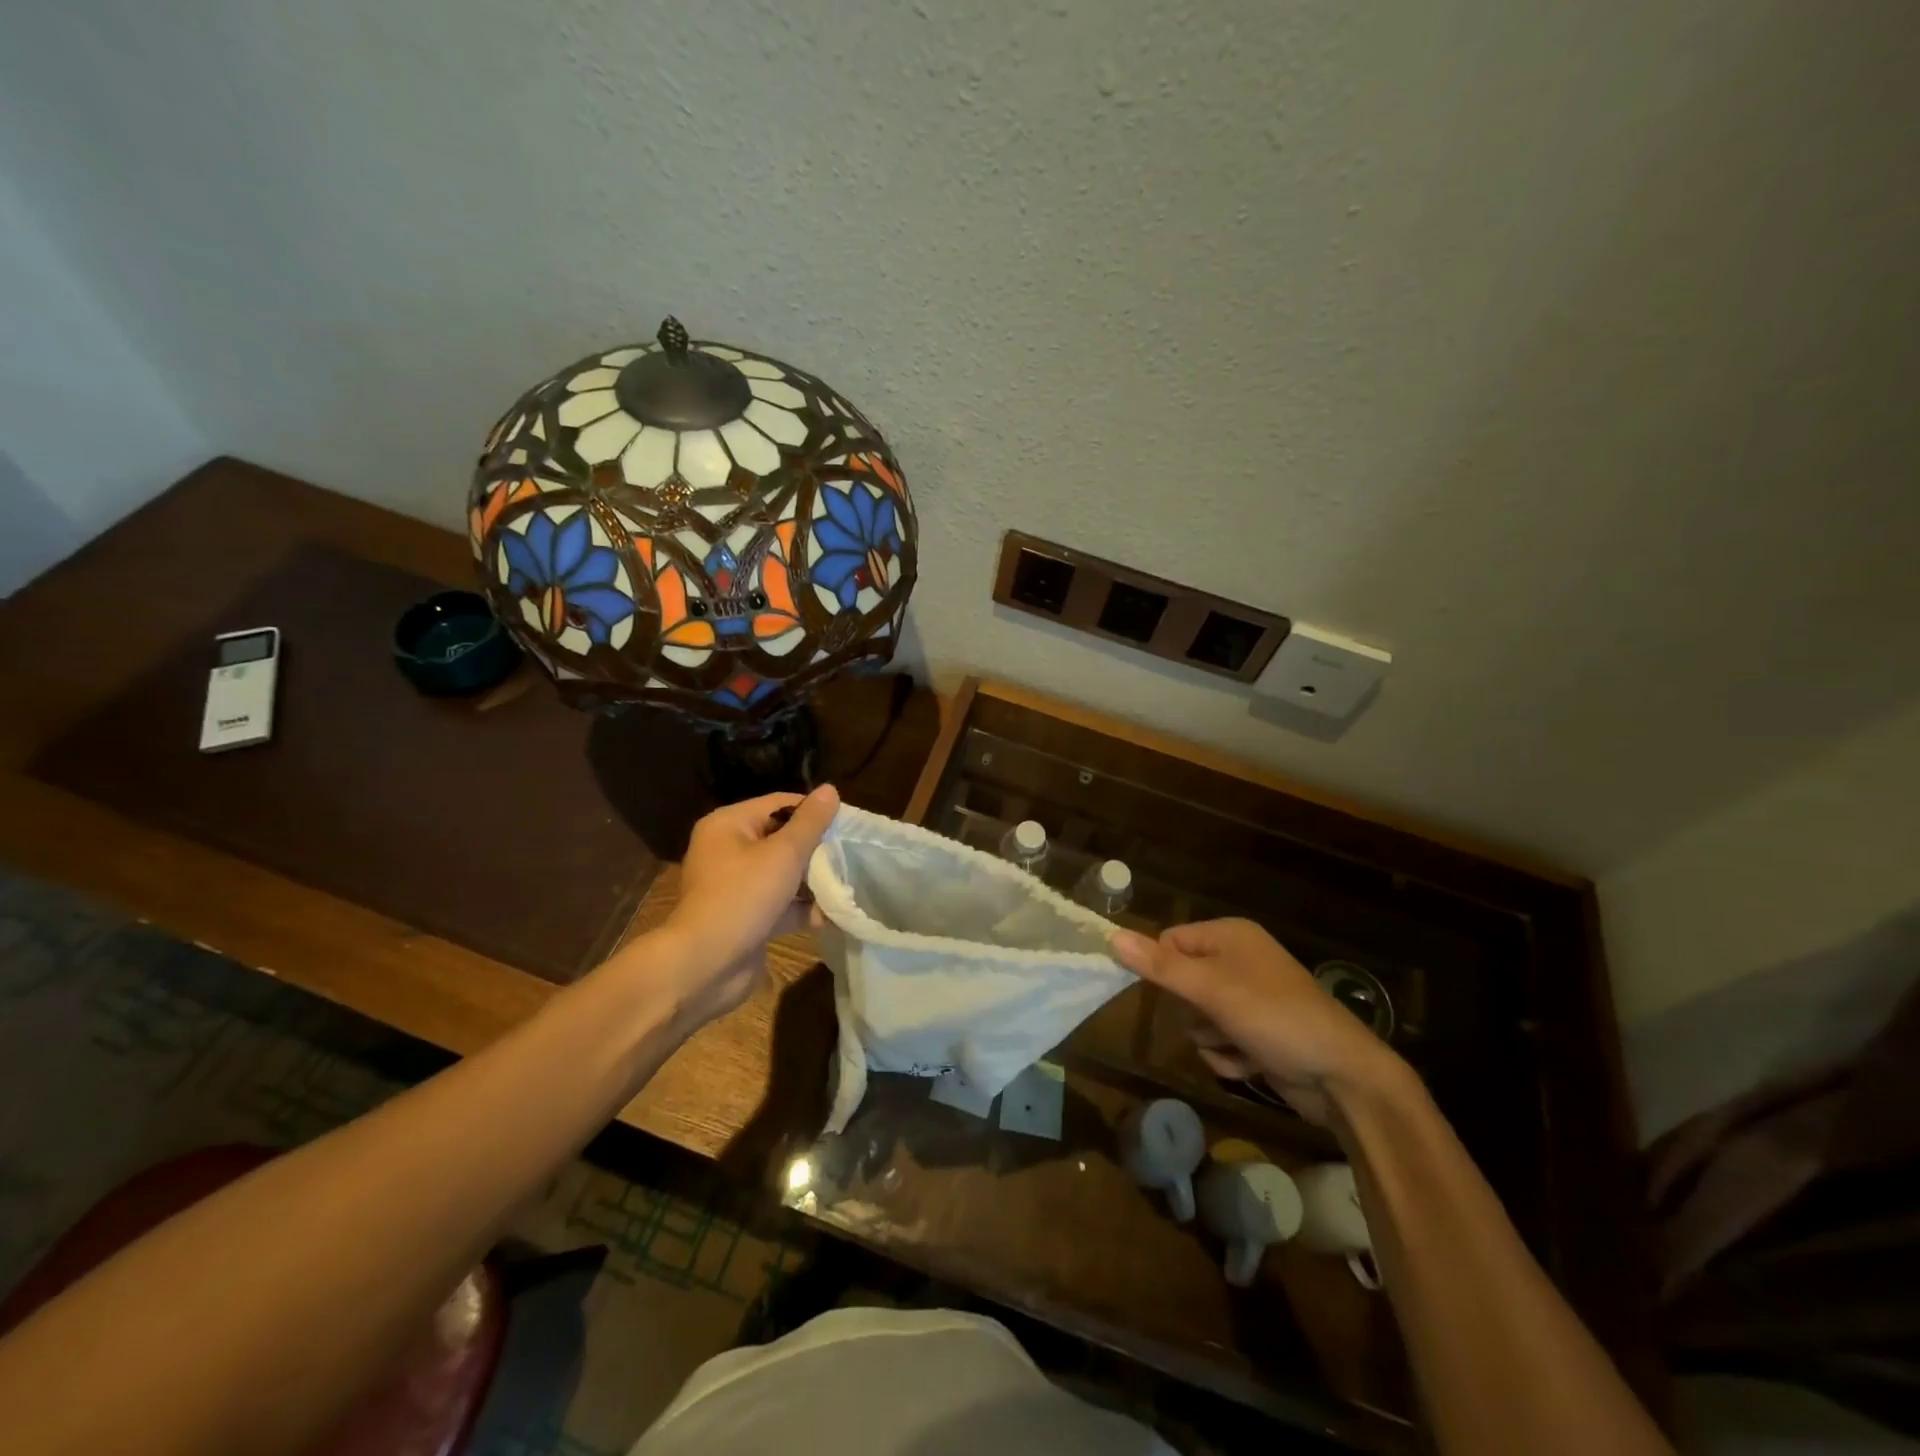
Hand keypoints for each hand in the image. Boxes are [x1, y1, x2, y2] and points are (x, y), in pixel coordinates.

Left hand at [648, 785, 839, 1028]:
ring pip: (783, 873)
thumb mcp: (783, 854)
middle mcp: (728, 850)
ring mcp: (736, 886)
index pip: (779, 803)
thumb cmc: (743, 896)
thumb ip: (810, 823)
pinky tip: (834, 915)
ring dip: (813, 880)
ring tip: (849, 883)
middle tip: (852, 854)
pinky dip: (803, 908)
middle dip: (817, 848)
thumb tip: (830, 789)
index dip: (814, 810)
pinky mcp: (746, 917)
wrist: (705, 966)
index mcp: (729, 825)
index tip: (848, 823)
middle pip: (782, 838)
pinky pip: (780, 904)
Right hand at [1108, 918, 1404, 1125]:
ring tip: (1235, 1044)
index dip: (1162, 967)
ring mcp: (1251, 1000)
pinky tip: (1250, 1063)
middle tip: (1210, 1018)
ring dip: (1209, 1037)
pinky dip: (1228, 1056)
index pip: (1171, 940)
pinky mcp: (1259, 1034)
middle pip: (1182, 982)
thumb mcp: (1212, 988)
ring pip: (1198, 1017)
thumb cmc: (1274, 1016)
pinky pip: (1219, 1041)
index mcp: (1230, 936)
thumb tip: (1111, 937)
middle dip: (1190, 1010)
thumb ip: (1160, 965)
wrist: (1342, 1077)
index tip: (1159, 993)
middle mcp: (1240, 961)